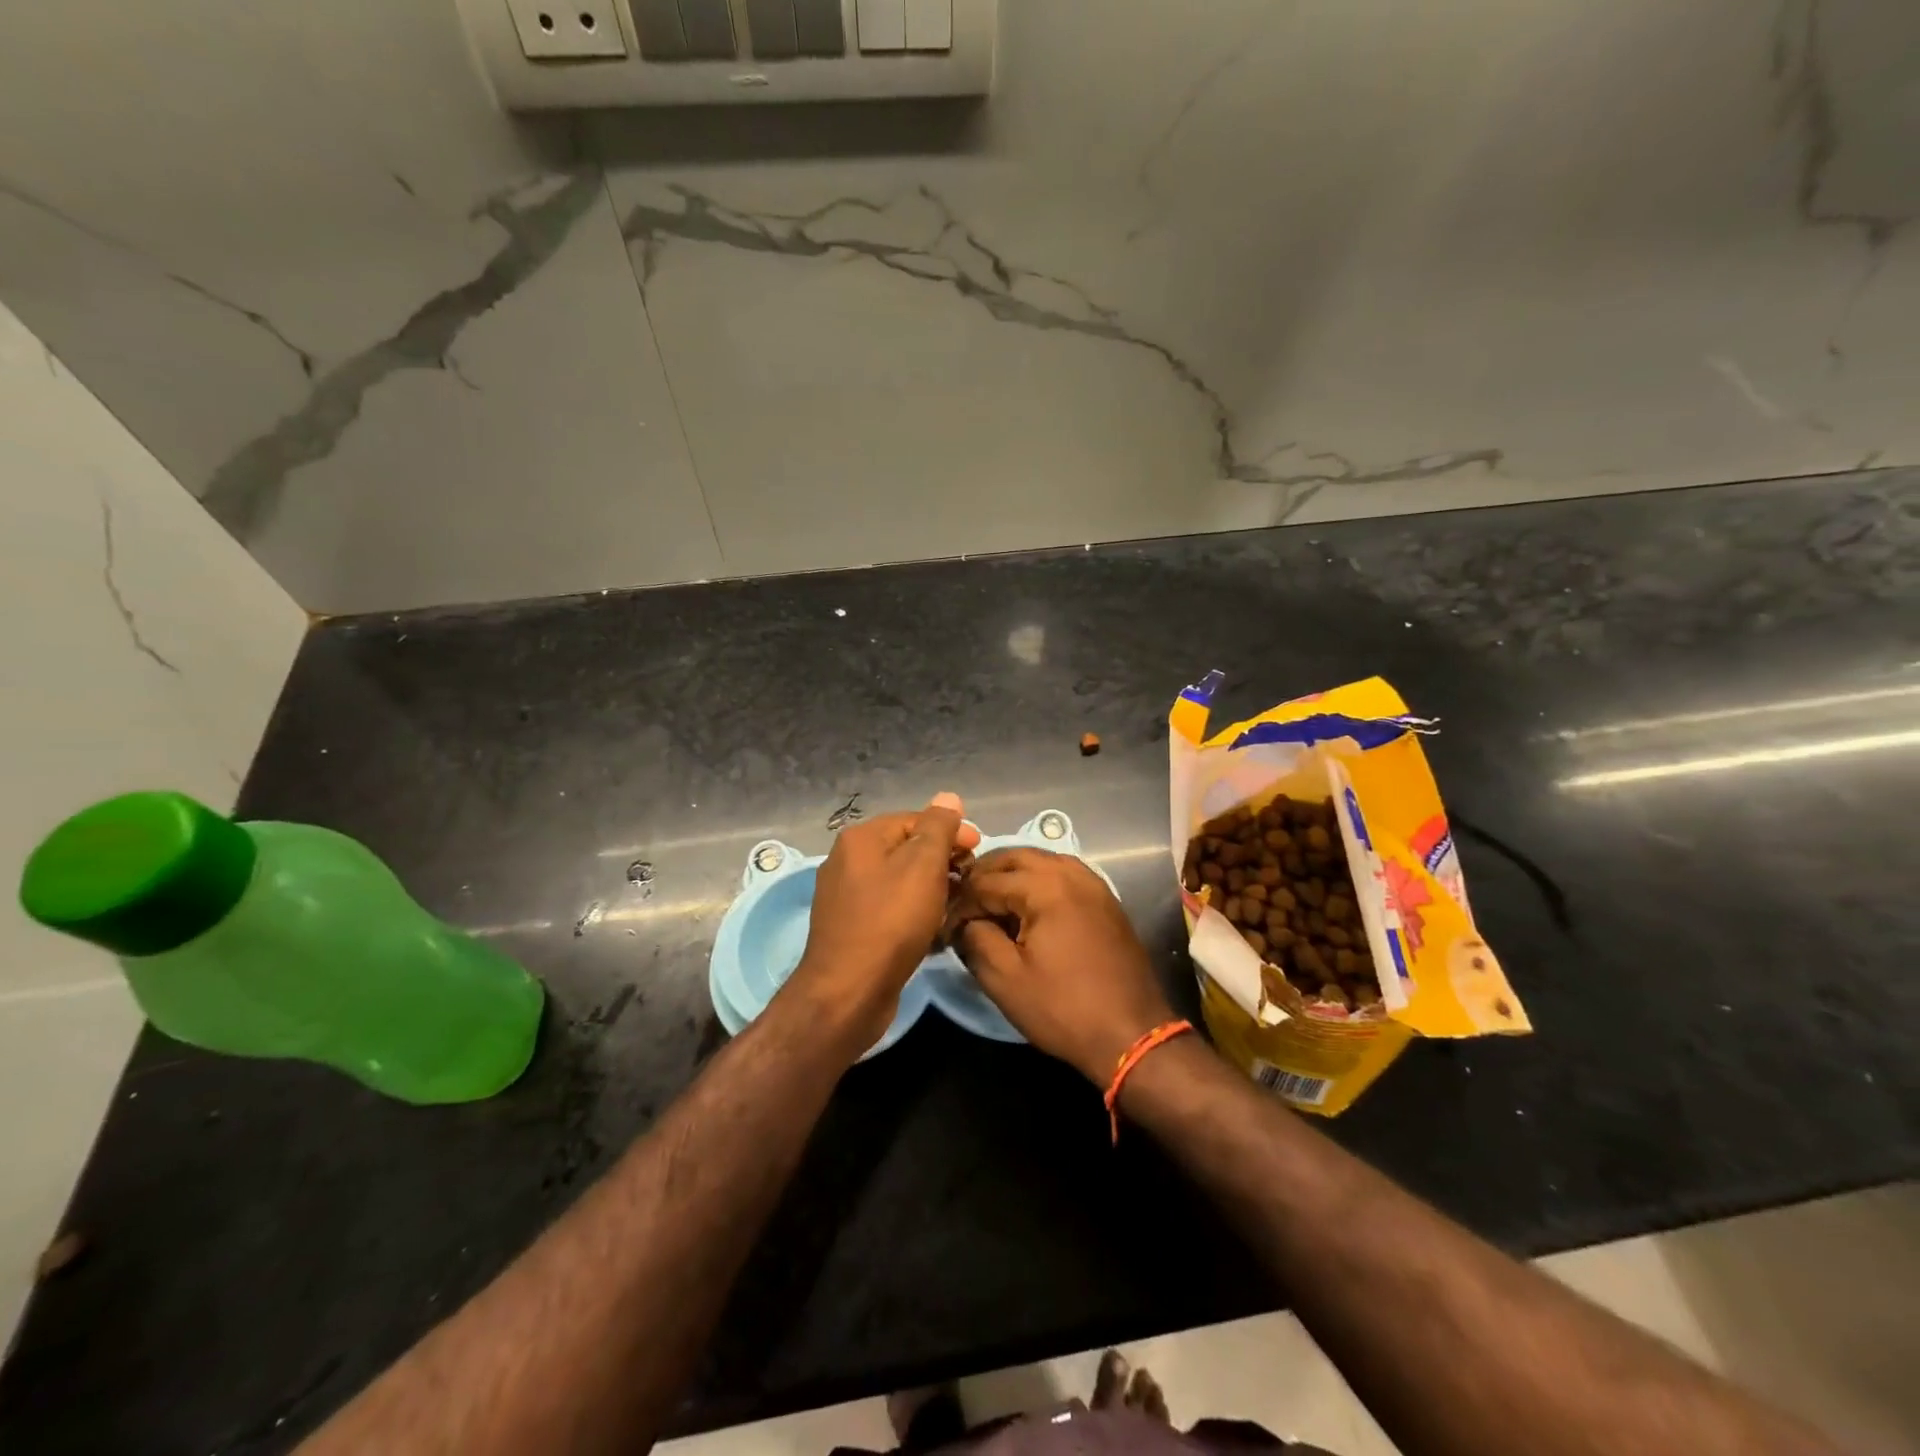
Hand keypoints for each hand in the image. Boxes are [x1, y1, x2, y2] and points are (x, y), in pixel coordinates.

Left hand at [785, 793, 980, 1052]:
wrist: (849, 991)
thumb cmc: (891, 921)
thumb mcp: (923, 866)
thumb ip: (938, 828)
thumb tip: (948, 797)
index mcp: (861, 838)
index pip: (915, 819)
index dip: (951, 831)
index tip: (979, 851)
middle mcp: (847, 860)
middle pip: (906, 849)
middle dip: (942, 860)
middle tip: (970, 880)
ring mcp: (845, 896)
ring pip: (899, 880)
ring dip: (931, 888)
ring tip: (957, 905)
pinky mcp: (850, 927)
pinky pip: (889, 907)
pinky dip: (913, 911)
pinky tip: (933, 928)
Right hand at [948, 849, 1176, 1084]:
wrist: (1131, 1034)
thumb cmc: (1063, 1008)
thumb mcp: (1005, 979)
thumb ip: (976, 939)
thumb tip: (964, 921)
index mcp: (1045, 887)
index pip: (987, 881)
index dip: (961, 902)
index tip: (946, 926)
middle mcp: (1070, 873)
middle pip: (1015, 857)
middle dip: (984, 875)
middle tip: (963, 903)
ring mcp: (1093, 883)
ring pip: (1042, 860)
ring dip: (1012, 873)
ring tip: (991, 901)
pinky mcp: (1105, 899)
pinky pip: (1063, 873)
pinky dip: (1039, 879)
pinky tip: (1027, 905)